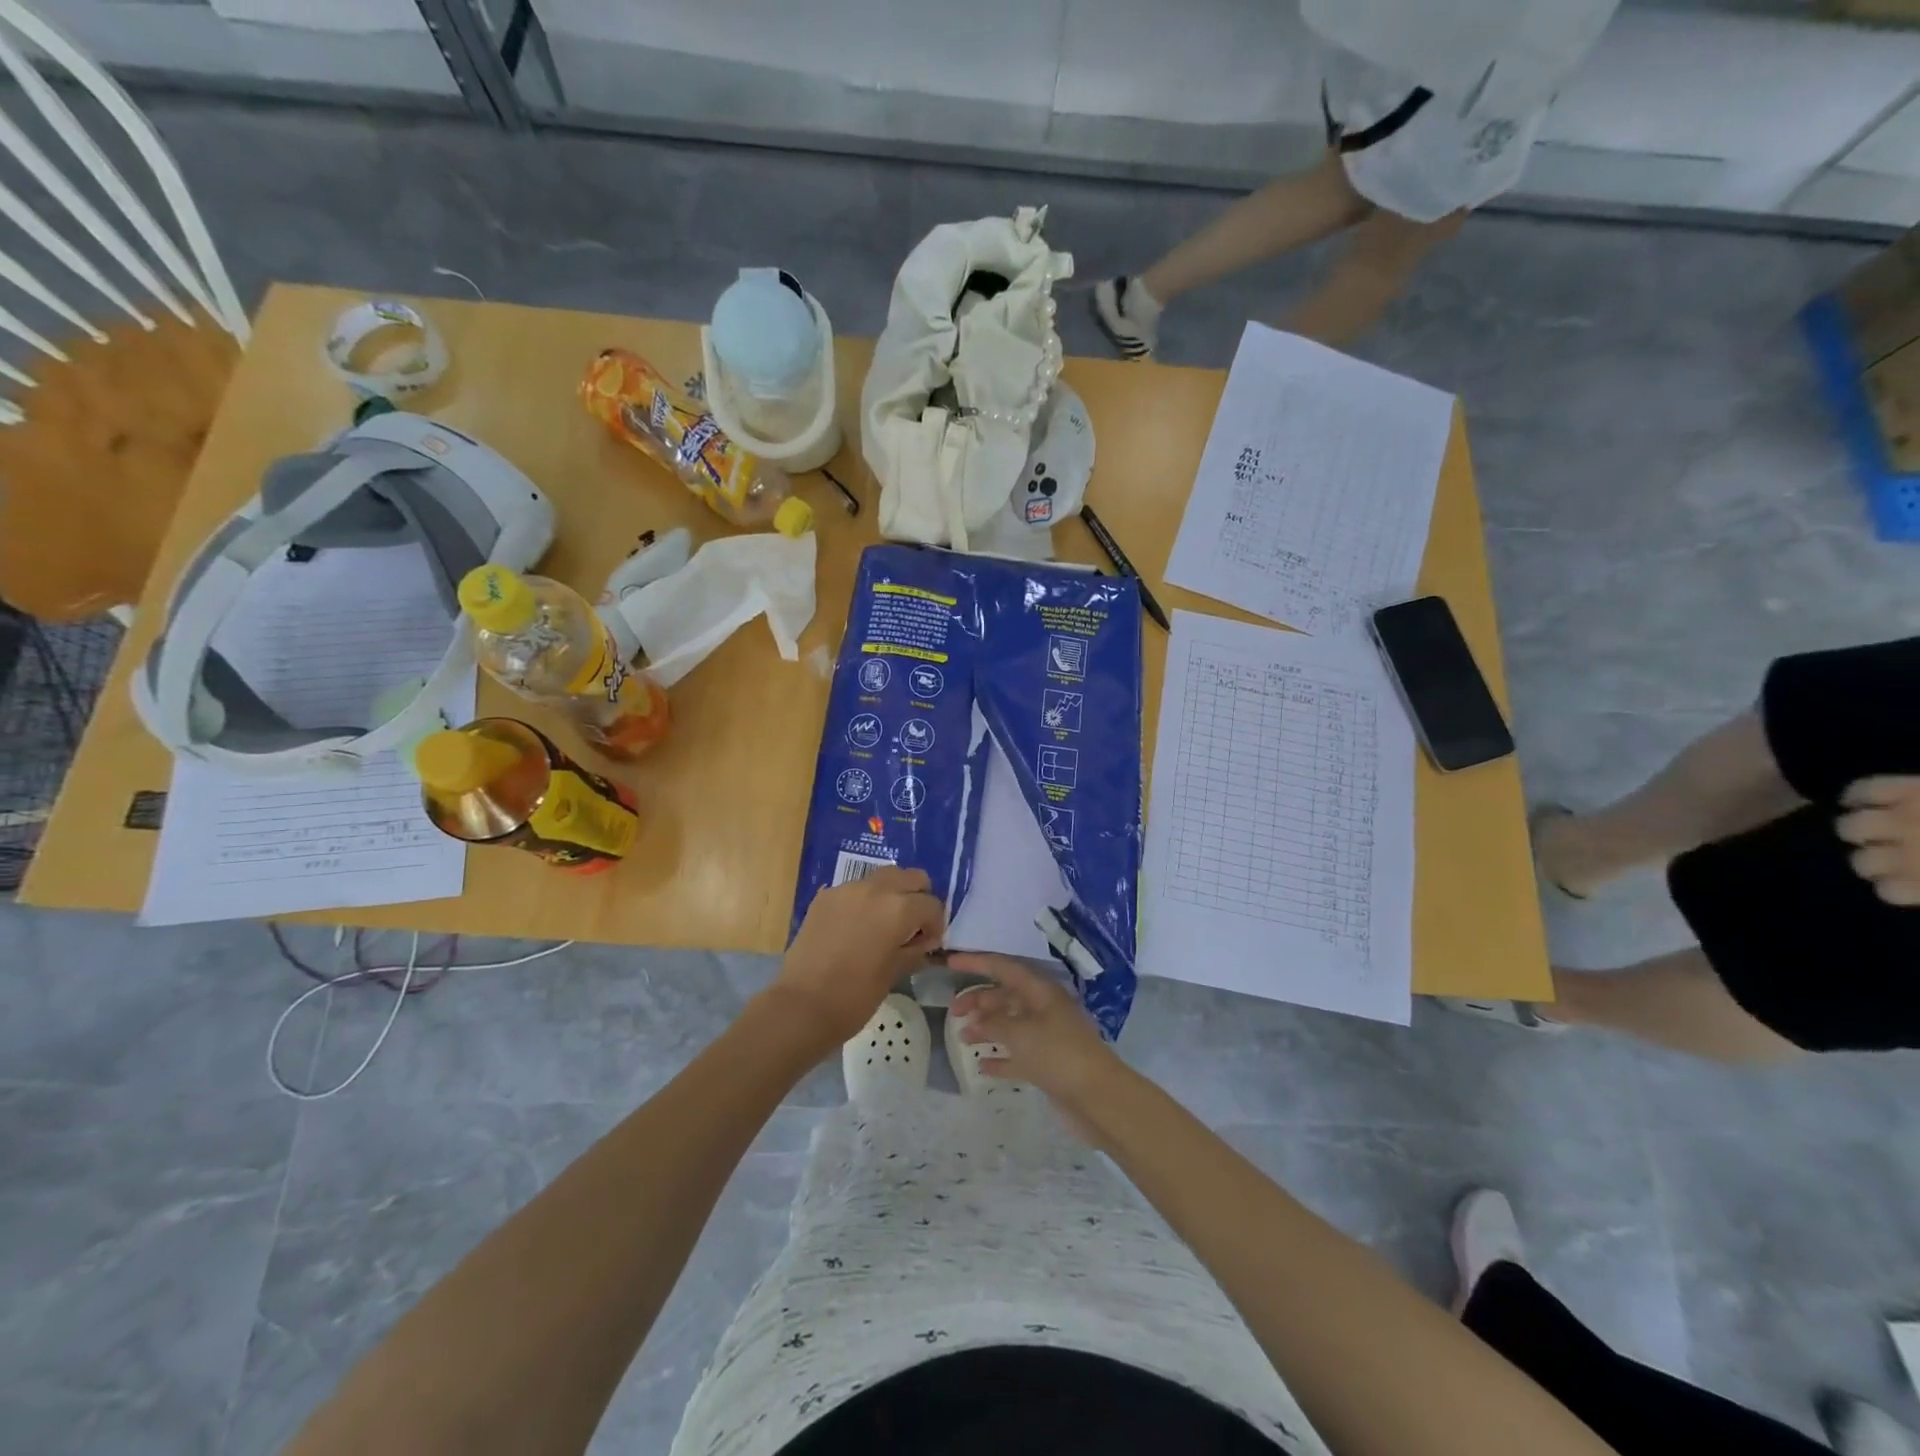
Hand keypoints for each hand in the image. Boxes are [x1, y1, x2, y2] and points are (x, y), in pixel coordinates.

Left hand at [769, 867, 944, 1044]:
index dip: (935, 925)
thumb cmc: (855, 996)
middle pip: (910, 877)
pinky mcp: (824, 897)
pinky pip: (855, 890)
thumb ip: (915, 950)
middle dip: (917, 898)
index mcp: (898, 908)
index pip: (932, 905)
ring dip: (891, 895)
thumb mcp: (895, 973)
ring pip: (882, 878)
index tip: (928, 943)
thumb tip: (924, 941)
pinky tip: (857, 928)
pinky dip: (864, 902)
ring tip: (884, 924)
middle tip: (912, 925)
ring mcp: (846, 889)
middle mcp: (875, 889)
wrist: (801, 1006)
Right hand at [947, 953, 1125, 1110]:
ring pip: (1010, 1025)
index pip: (1003, 967)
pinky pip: (1018, 1055)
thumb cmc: (1059, 1054)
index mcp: (1040, 992)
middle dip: (979, 1000)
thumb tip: (977, 1021)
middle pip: (1005, 996)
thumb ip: (994, 1023)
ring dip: (986, 1028)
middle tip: (953, 1011)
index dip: (976, 962)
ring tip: (963, 1037)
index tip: (950, 961)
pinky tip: (982, 1066)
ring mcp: (1047, 1037)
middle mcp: (1043, 1009)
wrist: (1099, 1098)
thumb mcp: (1021, 1033)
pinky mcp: (1048, 1065)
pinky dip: (1000, 1058)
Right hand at [1838, 777, 1919, 906]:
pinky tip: (1856, 800)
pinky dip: (1856, 795)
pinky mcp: (1906, 788)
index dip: (1895, 887)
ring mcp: (1903, 817)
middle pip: (1863, 862)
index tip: (1905, 882)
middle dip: (1876, 859)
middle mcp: (1908, 849)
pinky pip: (1863, 790)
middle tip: (1892, 855)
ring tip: (1874, 828)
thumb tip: (1901, 883)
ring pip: (1851, 828)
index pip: (1888, 891)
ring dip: (1861, 830)